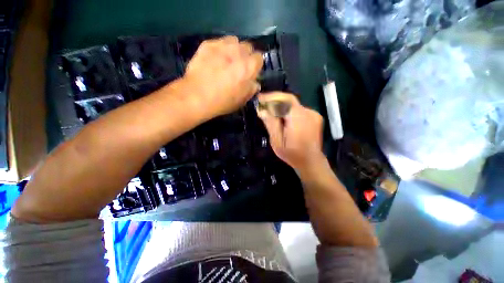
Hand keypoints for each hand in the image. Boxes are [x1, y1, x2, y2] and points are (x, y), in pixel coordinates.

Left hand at [182, 36, 262, 116]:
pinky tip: (210, 57)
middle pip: (247, 46)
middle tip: (235, 64)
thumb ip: (251, 88)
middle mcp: (239, 50)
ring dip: (231, 47)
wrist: (194, 96)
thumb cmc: (220, 101)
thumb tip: (254, 83)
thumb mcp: (241, 100)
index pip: (259, 57)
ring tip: (223, 57)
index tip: (247, 70)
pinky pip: (216, 42)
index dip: (253, 64)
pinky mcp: (208, 44)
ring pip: (232, 40)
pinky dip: (215, 48)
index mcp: (250, 65)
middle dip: (243, 54)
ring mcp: (223, 45)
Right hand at [258, 92, 325, 172]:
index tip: (259, 99)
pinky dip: (290, 111)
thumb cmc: (293, 154)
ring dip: (282, 106)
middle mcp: (308, 112)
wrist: (311, 162)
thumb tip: (261, 109)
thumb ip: (271, 123)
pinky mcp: (315, 117)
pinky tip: (283, 118)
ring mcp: (313, 114)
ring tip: (270, 112)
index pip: (285, 99)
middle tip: (263, 105)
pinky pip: (299, 109)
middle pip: (289, 100)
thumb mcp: (277, 141)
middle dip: (275, 100)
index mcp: (299, 118)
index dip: (271, 97)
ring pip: (294, 105)